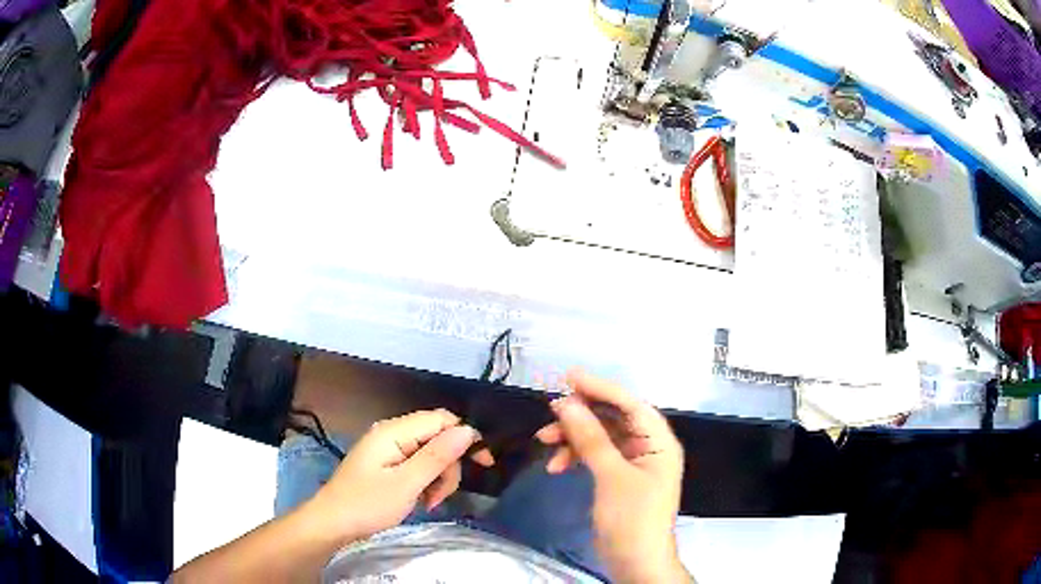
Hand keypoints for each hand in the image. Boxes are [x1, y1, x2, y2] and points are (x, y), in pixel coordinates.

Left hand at [309, 409, 492, 541]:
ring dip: (438, 478)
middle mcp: (392, 434)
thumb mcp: (406, 484)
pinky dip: (426, 482)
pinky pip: (418, 465)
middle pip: (437, 438)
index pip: (441, 420)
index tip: (484, 464)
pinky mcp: (387, 464)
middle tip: (441, 495)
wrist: (332, 524)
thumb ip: (437, 456)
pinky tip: (421, 500)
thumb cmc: (367, 505)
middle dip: (448, 466)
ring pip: (430, 454)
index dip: (466, 437)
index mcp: (393, 432)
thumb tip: (469, 430)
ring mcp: (389, 450)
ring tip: (429, 502)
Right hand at [536, 371, 690, 583]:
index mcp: (658, 441)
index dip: (600, 387)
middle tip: (550, 414)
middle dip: (581, 416)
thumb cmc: (632, 518)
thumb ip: (591, 439)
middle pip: (612, 418)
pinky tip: (557, 466)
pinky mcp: (618, 477)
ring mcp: (632, 463)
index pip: (630, 404)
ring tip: (544, 441)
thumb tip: (568, 404)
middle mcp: (648, 446)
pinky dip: (576, 456)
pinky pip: (595, 456)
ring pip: (600, 436)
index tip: (569, 377)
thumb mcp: (611, 477)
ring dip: (573, 437)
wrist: (634, 562)